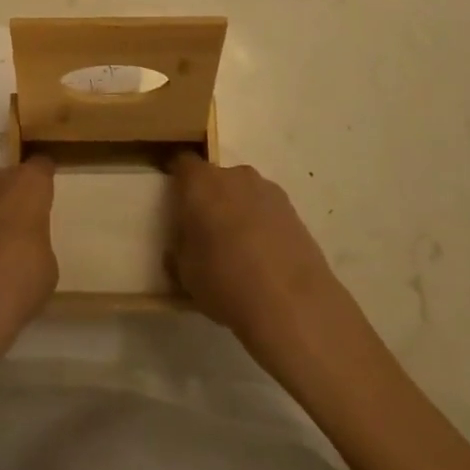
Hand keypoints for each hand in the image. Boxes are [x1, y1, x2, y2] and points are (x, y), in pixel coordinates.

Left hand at [0, 158, 57, 371]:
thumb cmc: (18, 280)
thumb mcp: (47, 264)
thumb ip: (36, 240)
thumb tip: (23, 243)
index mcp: (28, 184)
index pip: (41, 167)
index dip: (44, 182)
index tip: (47, 196)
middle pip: (9, 179)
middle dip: (14, 197)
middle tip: (21, 227)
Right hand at [168, 156, 344, 347]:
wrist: (294, 305)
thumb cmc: (225, 281)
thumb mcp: (185, 274)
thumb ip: (179, 251)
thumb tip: (182, 247)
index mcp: (200, 183)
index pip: (181, 164)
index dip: (177, 181)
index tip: (175, 204)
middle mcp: (234, 176)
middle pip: (215, 178)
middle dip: (209, 199)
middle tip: (206, 233)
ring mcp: (268, 190)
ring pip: (243, 194)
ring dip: (238, 211)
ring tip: (240, 250)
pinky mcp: (294, 211)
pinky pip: (266, 211)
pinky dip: (262, 226)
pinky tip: (265, 259)